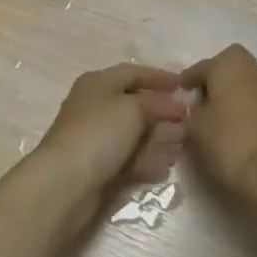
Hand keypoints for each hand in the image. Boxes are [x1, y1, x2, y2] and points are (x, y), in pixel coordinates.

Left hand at [25, 64, 187, 220]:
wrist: (65, 183)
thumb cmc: (99, 133)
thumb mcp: (132, 108)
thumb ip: (157, 103)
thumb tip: (174, 105)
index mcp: (98, 83)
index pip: (133, 73)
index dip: (159, 77)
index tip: (185, 85)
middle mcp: (96, 107)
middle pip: (135, 105)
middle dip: (163, 112)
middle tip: (190, 121)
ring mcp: (97, 139)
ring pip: (135, 134)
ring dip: (160, 138)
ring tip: (184, 145)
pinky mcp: (100, 167)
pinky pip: (130, 159)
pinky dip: (148, 160)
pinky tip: (166, 167)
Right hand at [181, 45, 256, 214]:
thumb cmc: (229, 141)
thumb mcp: (196, 127)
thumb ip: (192, 112)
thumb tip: (197, 108)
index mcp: (228, 66)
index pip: (201, 67)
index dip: (188, 79)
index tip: (179, 91)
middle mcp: (252, 69)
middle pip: (230, 64)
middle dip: (215, 76)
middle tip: (202, 97)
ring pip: (245, 81)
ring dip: (231, 91)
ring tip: (217, 114)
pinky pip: (256, 99)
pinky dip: (245, 106)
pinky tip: (235, 126)